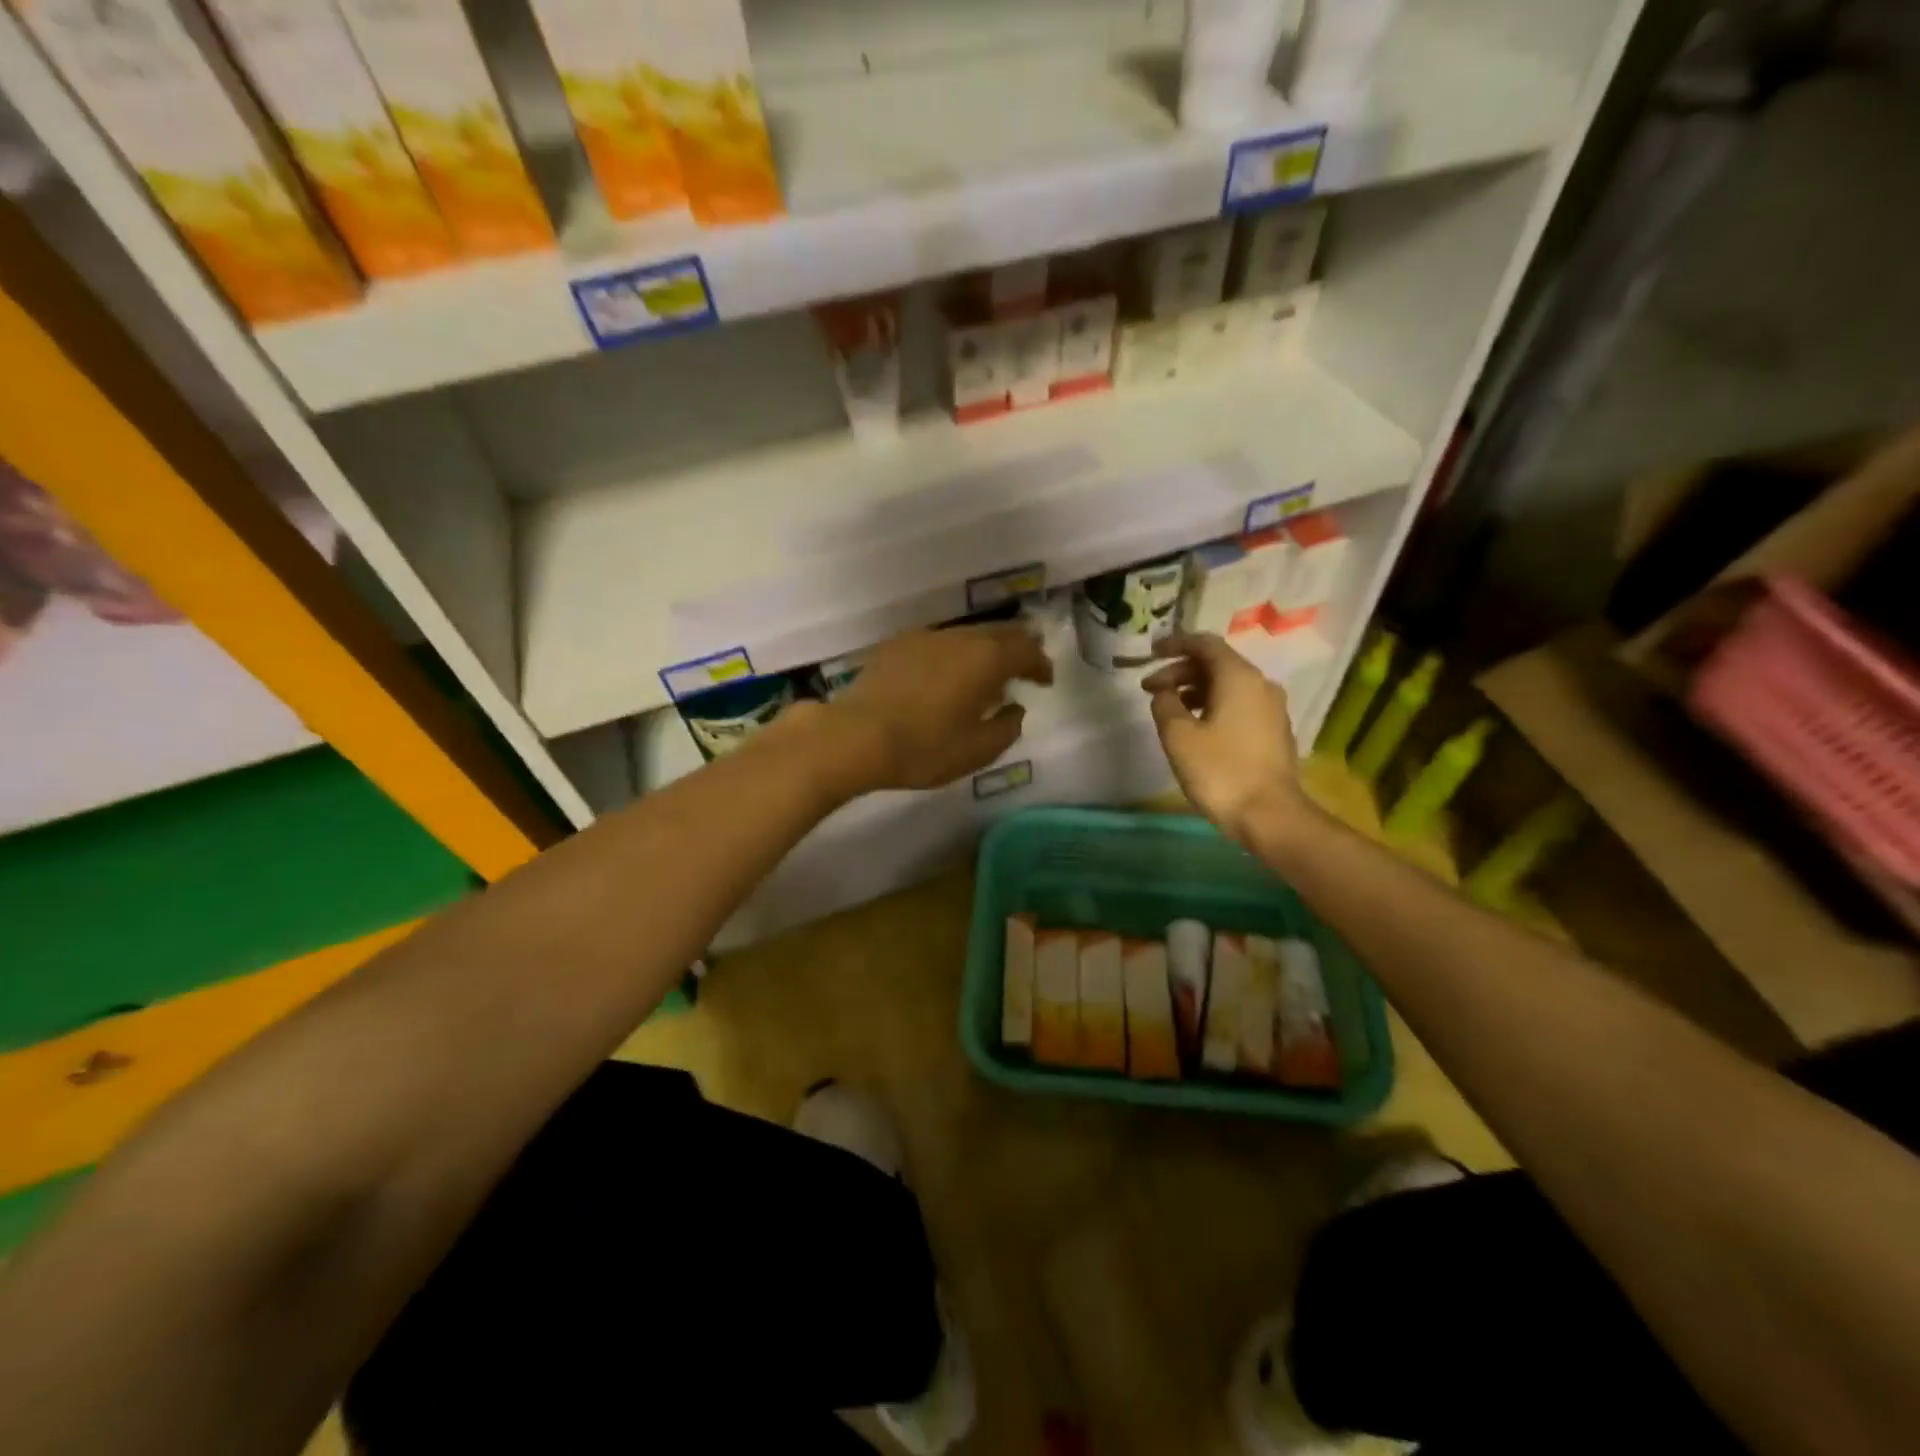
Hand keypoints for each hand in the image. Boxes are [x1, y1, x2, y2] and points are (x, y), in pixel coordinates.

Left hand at [829, 623, 1052, 790]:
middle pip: (999, 632)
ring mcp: (924, 637)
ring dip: (983, 651)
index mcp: (986, 659)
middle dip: (1017, 648)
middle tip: (1023, 669)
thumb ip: (1007, 728)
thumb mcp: (977, 750)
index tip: (1044, 681)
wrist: (855, 737)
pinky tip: (944, 677)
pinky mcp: (896, 646)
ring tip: (983, 676)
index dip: (1040, 664)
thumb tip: (1014, 709)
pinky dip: (953, 655)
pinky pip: (937, 643)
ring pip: (966, 635)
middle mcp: (959, 638)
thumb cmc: (924, 748)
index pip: (1027, 649)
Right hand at [1142, 632, 1308, 847]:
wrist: (1270, 815)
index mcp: (1238, 677)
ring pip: (1227, 685)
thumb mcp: (1178, 736)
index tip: (1150, 653)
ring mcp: (1271, 708)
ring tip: (1168, 709)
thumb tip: (1164, 693)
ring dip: (1194, 689)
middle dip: (1180, 672)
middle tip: (1150, 689)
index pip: (1205, 644)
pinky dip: (1212, 704)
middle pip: (1216, 664)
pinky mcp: (1273, 730)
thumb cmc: (1220, 771)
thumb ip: (1165, 705)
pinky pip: (1238, 704)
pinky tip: (1194, 726)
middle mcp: (1260, 684)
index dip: (1175, 644)